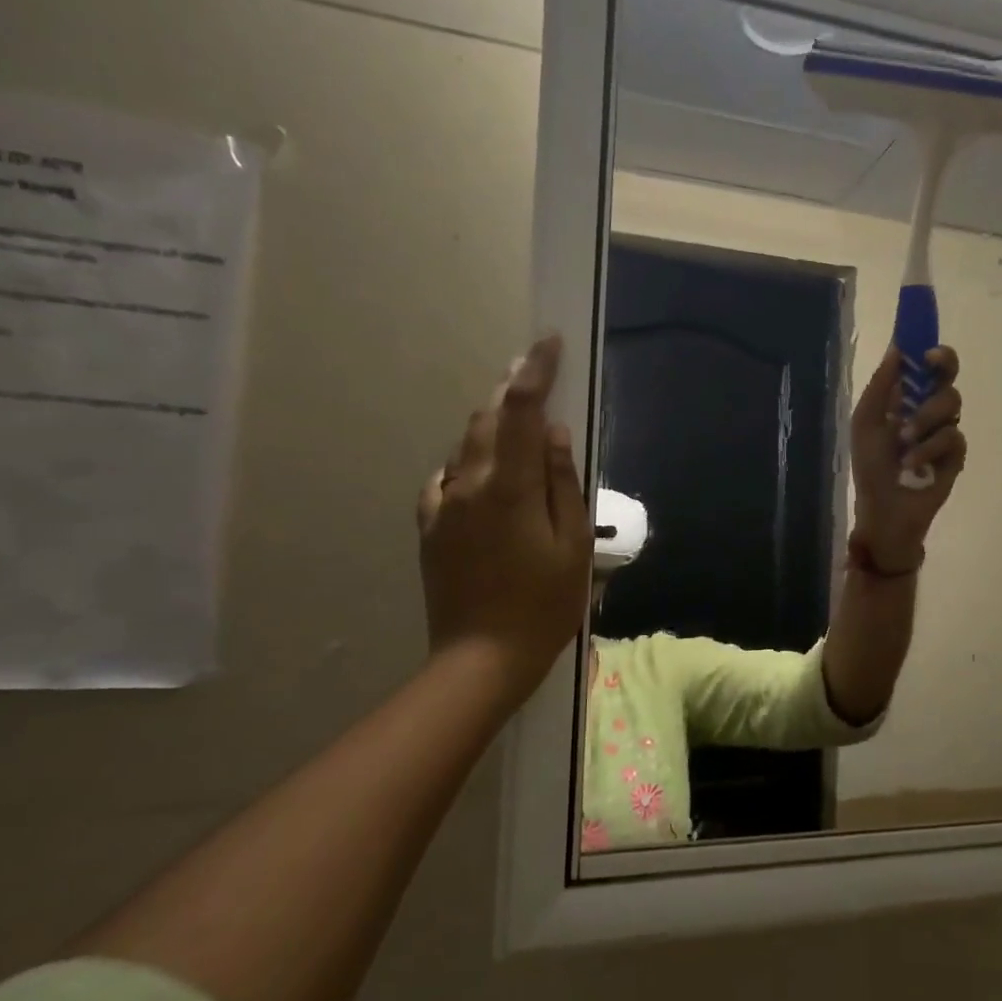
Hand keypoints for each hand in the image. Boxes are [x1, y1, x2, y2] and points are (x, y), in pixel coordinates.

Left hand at [416, 334, 592, 707]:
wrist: (481, 658)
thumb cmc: (543, 604)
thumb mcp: (572, 544)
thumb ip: (562, 482)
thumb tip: (553, 431)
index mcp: (507, 487)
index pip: (520, 410)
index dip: (534, 371)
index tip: (548, 342)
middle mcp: (466, 485)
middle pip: (487, 420)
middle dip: (511, 392)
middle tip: (536, 375)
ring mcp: (441, 506)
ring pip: (467, 447)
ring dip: (493, 427)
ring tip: (519, 425)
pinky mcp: (429, 527)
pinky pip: (450, 479)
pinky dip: (473, 463)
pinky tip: (488, 477)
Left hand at [849, 345, 966, 573]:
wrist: (884, 510)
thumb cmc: (870, 467)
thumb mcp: (866, 423)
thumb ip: (880, 386)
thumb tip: (897, 348)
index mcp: (904, 399)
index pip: (924, 366)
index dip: (929, 350)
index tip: (925, 346)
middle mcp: (928, 410)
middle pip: (948, 375)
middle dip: (943, 366)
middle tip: (930, 367)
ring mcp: (944, 431)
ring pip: (951, 402)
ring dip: (925, 417)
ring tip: (904, 440)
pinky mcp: (956, 455)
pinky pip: (953, 437)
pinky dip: (930, 448)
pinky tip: (913, 464)